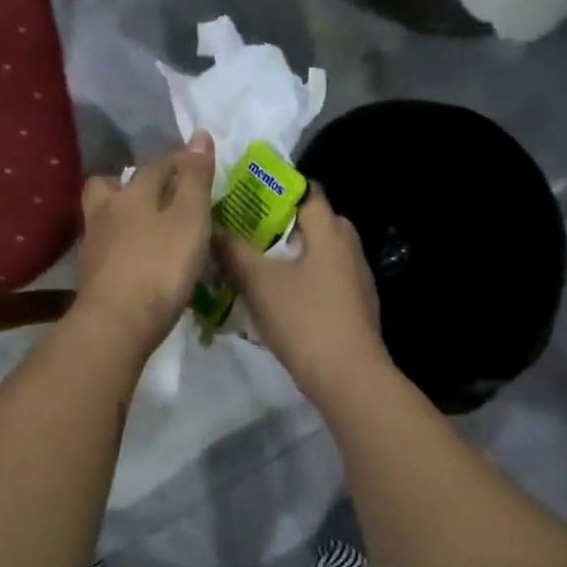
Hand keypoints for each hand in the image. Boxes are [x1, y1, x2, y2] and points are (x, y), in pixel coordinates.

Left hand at [72, 134, 215, 352]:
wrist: (117, 322)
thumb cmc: (160, 266)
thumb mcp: (189, 218)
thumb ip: (194, 178)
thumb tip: (198, 134)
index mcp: (132, 194)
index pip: (155, 166)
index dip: (177, 162)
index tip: (196, 165)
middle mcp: (105, 213)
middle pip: (108, 186)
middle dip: (129, 183)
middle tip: (154, 194)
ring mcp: (93, 245)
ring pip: (102, 217)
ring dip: (120, 215)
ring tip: (146, 227)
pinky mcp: (90, 276)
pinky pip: (104, 248)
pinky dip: (119, 246)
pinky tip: (135, 258)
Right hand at [216, 187, 387, 402]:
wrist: (348, 377)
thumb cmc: (305, 320)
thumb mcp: (260, 283)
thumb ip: (234, 252)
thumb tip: (210, 228)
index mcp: (331, 232)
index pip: (308, 192)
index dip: (277, 189)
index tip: (247, 195)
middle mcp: (349, 247)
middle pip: (313, 223)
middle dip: (280, 225)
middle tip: (245, 231)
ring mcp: (356, 279)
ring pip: (318, 254)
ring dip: (289, 255)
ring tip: (254, 264)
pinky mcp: (354, 306)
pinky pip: (324, 280)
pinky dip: (302, 280)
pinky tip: (277, 298)